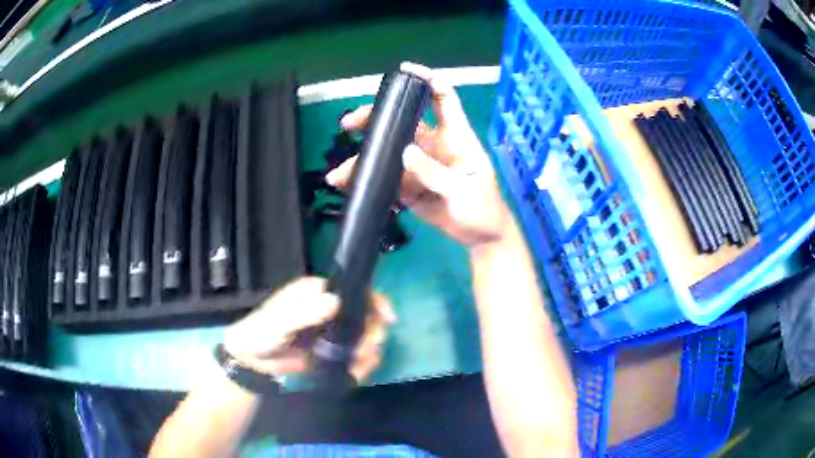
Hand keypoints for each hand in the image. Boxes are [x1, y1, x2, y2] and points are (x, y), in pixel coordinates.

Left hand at [224, 277, 394, 381]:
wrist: (250, 359)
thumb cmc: (260, 332)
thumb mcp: (279, 322)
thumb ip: (305, 313)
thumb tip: (336, 300)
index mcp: (317, 292)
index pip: (355, 290)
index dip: (375, 301)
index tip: (387, 319)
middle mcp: (329, 309)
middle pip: (365, 315)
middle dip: (372, 332)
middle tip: (366, 349)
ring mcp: (332, 332)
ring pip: (364, 337)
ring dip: (369, 351)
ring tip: (359, 365)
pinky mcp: (331, 351)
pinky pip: (354, 356)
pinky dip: (360, 365)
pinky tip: (355, 373)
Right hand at [326, 62, 510, 247]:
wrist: (481, 238)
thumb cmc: (483, 208)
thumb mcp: (464, 191)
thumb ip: (436, 173)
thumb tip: (404, 153)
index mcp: (455, 137)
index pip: (442, 98)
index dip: (426, 80)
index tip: (403, 70)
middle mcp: (434, 146)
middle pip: (402, 122)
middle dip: (375, 118)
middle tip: (350, 123)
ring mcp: (419, 166)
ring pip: (388, 152)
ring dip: (364, 158)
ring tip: (339, 173)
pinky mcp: (410, 186)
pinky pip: (386, 178)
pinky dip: (367, 180)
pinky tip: (347, 185)